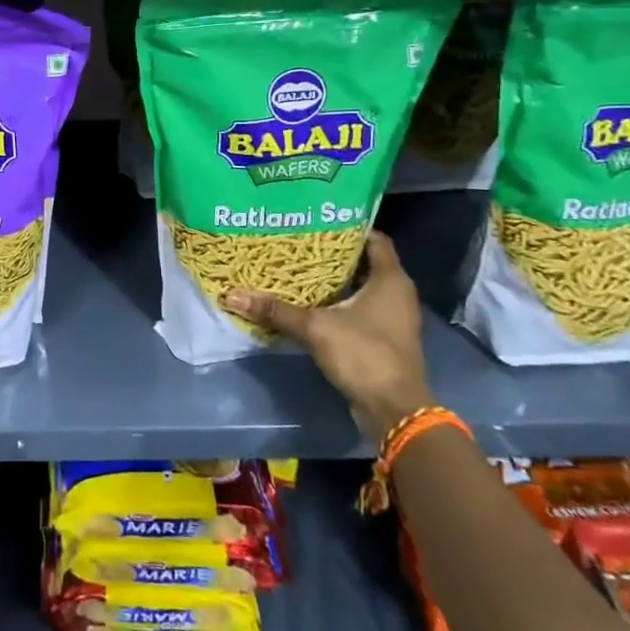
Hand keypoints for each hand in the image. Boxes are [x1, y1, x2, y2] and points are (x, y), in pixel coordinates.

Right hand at [222, 231, 433, 444]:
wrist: (394, 411)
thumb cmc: (364, 355)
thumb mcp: (316, 328)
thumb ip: (276, 310)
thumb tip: (233, 294)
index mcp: (391, 280)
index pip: (374, 239)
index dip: (348, 226)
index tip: (317, 220)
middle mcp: (396, 294)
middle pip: (364, 262)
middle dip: (333, 253)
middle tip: (297, 242)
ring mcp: (392, 318)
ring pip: (360, 288)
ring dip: (334, 280)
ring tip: (297, 268)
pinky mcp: (382, 339)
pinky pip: (358, 310)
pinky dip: (337, 304)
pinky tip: (308, 302)